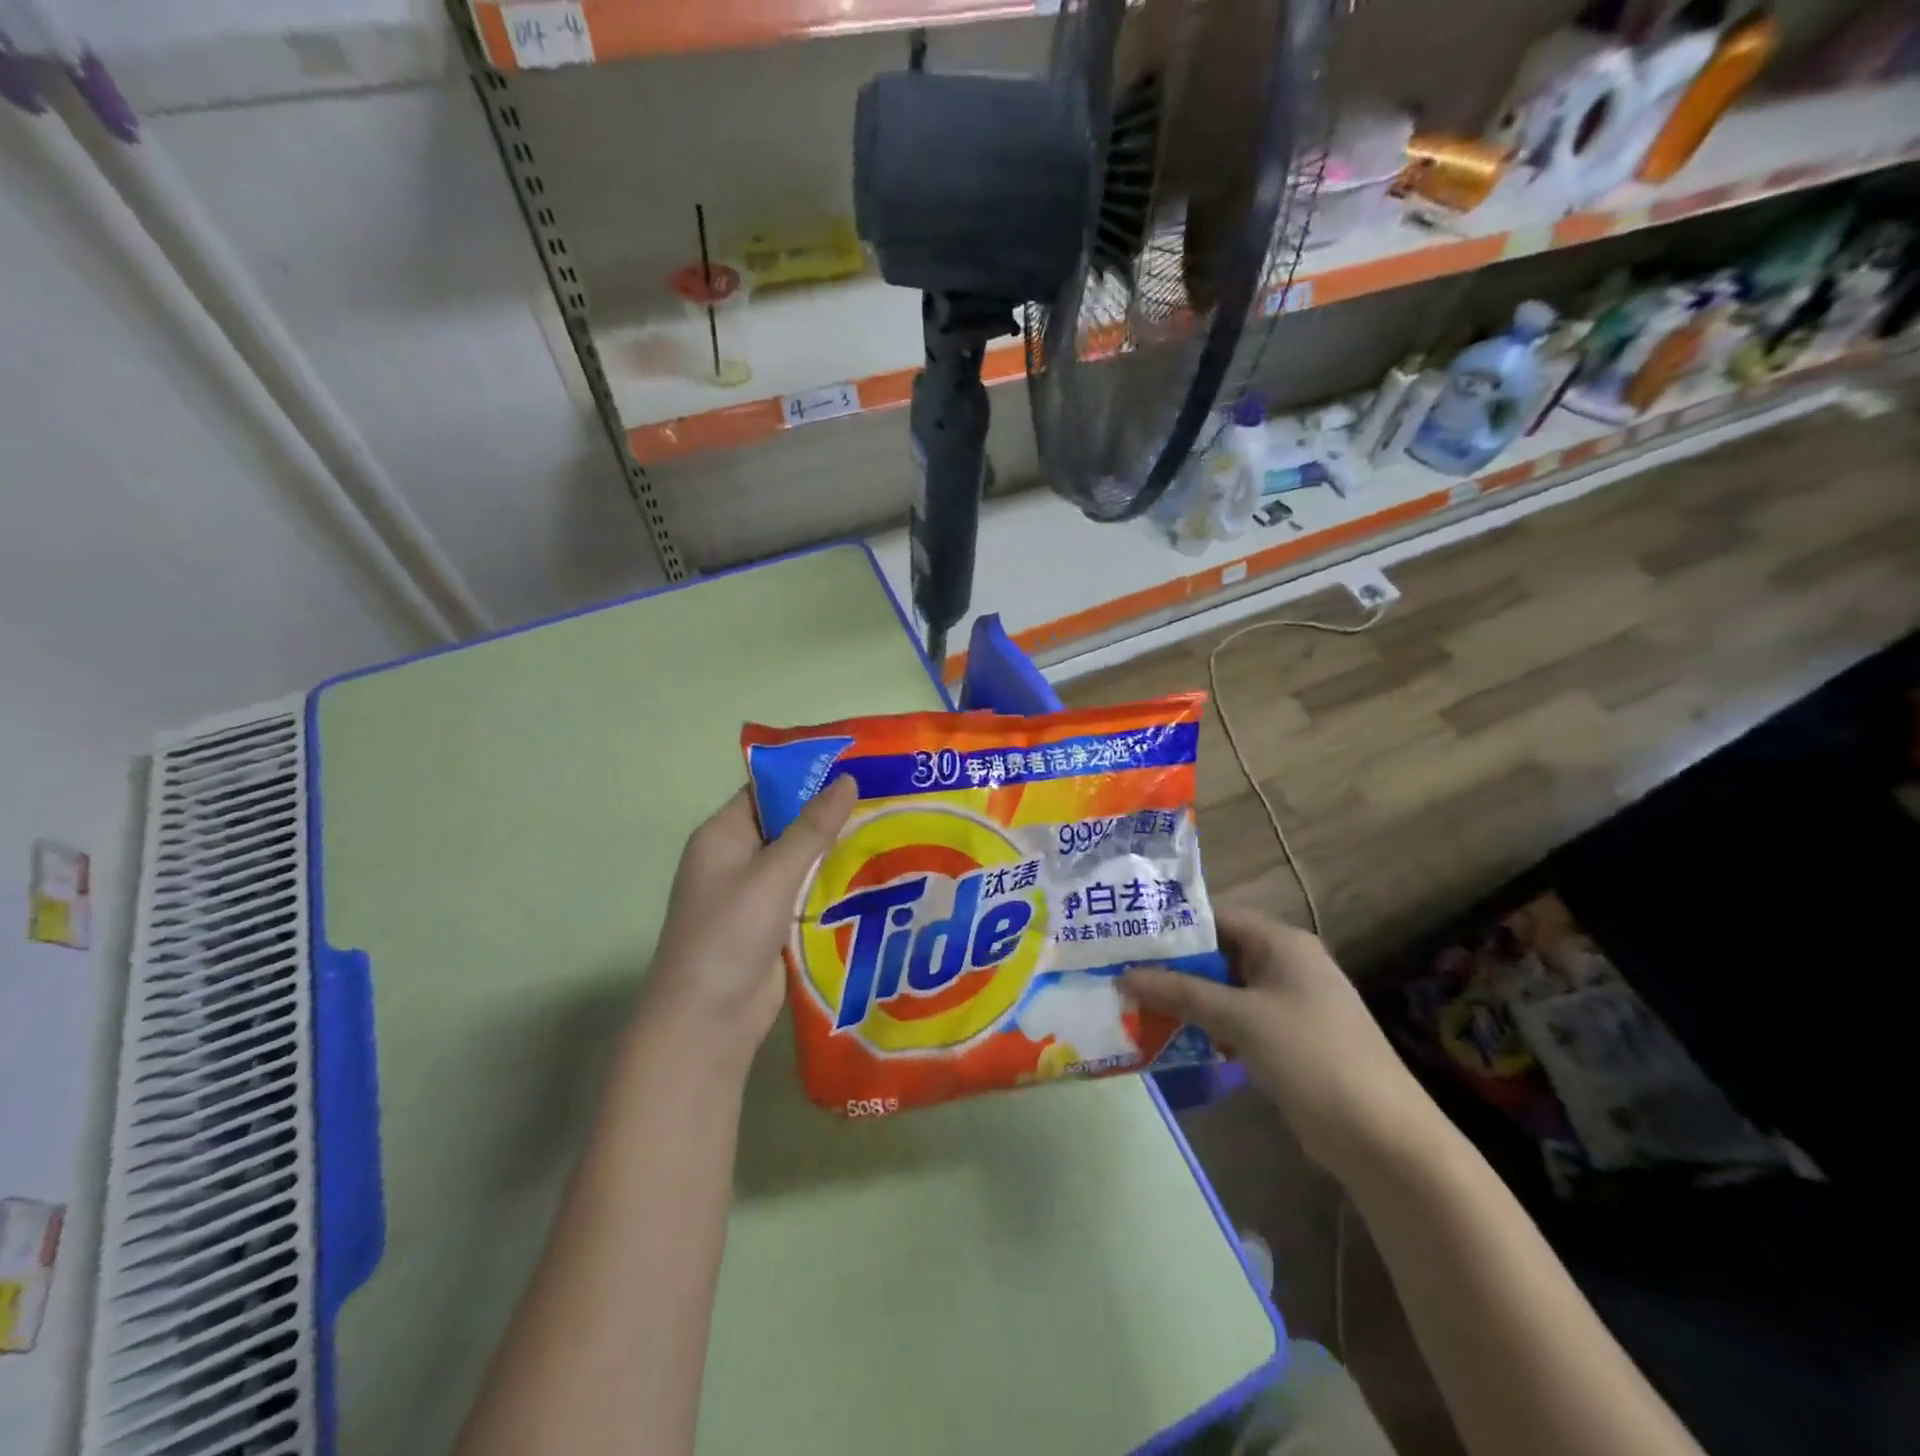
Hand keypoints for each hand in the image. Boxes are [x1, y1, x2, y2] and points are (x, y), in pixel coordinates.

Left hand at [637, 777, 857, 1078]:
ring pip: (803, 861)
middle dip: (832, 814)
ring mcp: (755, 894)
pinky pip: (808, 893)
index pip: (767, 790)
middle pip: (788, 824)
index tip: (859, 766)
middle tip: (887, 797)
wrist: (707, 1023)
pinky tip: (876, 875)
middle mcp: (737, 859)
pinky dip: (834, 885)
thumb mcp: (772, 875)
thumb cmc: (729, 936)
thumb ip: (811, 828)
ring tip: (892, 829)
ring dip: (838, 851)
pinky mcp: (773, 925)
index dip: (808, 776)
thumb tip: (848, 779)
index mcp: (723, 835)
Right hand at [1122, 908, 1437, 1179]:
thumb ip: (1181, 993)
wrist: (1381, 1136)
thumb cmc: (1310, 1056)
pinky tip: (1172, 1035)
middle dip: (1174, 966)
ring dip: (1187, 998)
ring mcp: (1288, 1003)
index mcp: (1282, 943)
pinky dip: (1207, 1024)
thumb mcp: (1240, 1018)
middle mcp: (1286, 964)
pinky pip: (1237, 1020)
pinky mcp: (1287, 1039)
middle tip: (1123, 972)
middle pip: (1218, 953)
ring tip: (1136, 1002)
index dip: (1173, 926)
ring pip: (1225, 989)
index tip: (1128, 937)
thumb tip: (1124, 976)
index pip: (1217, 918)